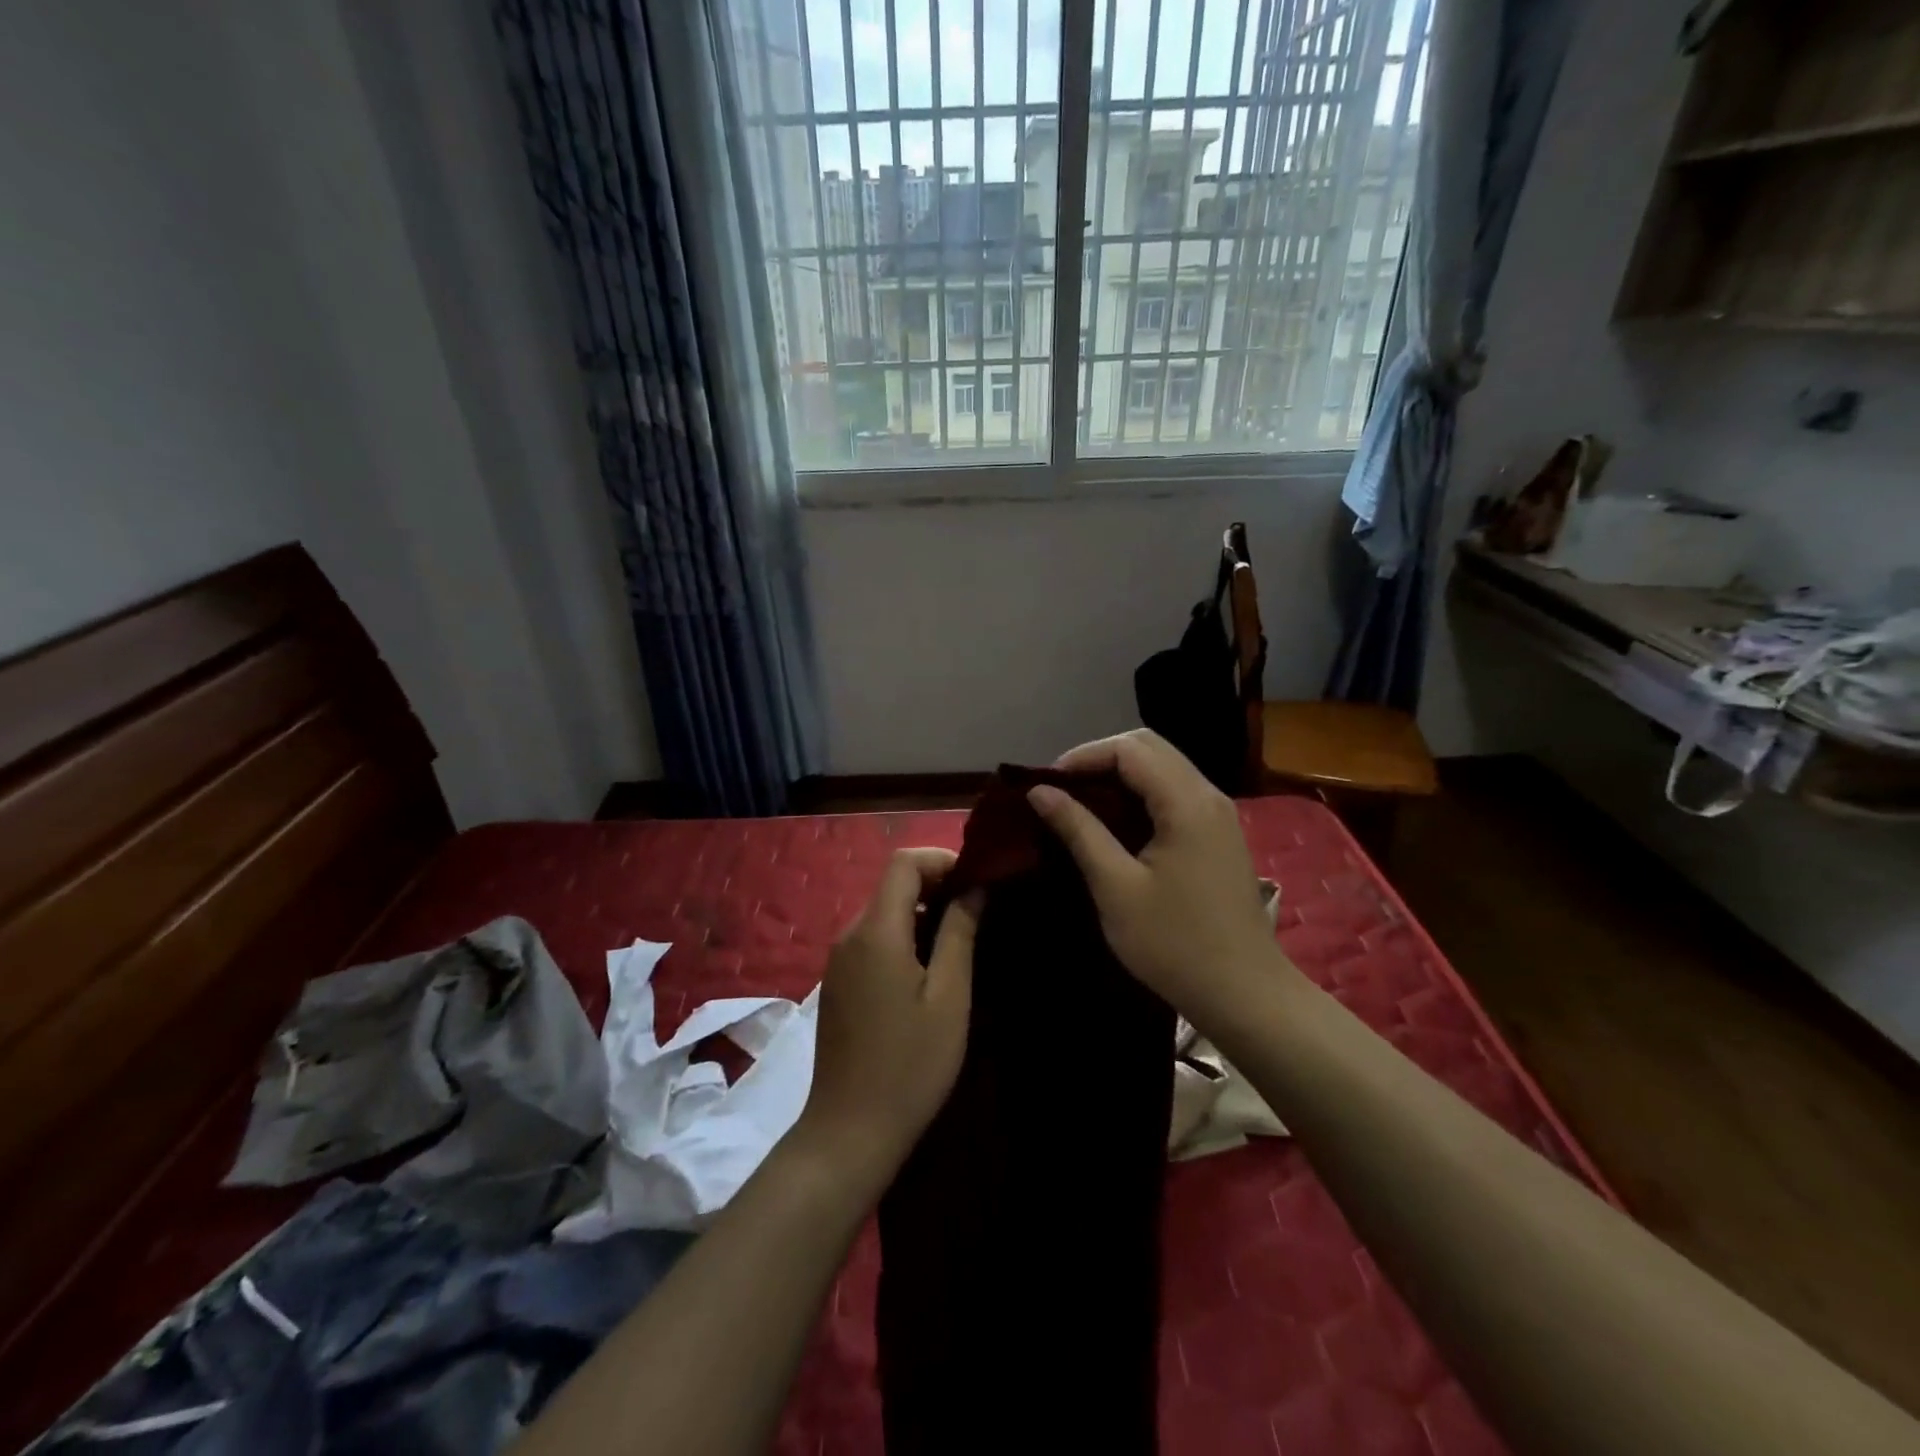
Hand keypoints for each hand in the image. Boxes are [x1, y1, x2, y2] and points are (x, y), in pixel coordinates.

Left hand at [790, 848, 979, 1190]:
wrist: (850, 1131)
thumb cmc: (910, 1063)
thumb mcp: (949, 996)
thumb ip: (960, 933)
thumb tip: (975, 888)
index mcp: (876, 931)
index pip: (904, 863)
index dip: (942, 860)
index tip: (978, 880)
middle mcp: (850, 935)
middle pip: (892, 885)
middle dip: (936, 885)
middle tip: (979, 910)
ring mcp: (839, 960)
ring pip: (883, 912)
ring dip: (922, 912)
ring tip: (961, 939)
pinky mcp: (838, 983)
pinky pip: (872, 939)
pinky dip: (903, 936)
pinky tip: (929, 969)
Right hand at [1027, 729, 1290, 1030]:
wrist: (1245, 994)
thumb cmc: (1174, 944)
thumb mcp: (1116, 887)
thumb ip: (1079, 830)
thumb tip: (1040, 791)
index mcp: (1187, 802)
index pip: (1130, 748)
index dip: (1083, 756)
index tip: (1047, 784)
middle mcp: (1208, 795)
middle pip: (1150, 747)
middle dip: (1101, 758)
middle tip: (1062, 790)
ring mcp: (1219, 814)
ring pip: (1164, 766)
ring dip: (1121, 774)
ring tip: (1081, 803)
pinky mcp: (1219, 834)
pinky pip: (1175, 791)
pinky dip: (1141, 792)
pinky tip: (1117, 822)